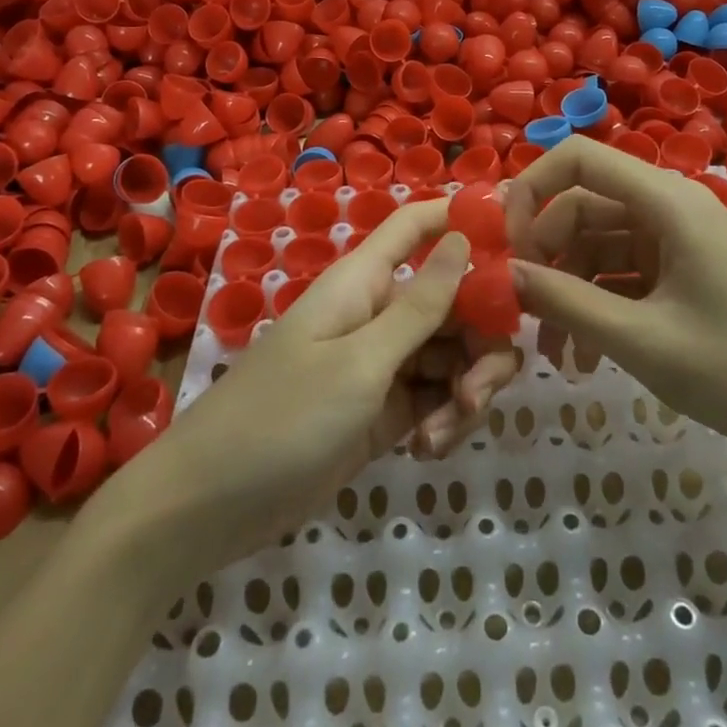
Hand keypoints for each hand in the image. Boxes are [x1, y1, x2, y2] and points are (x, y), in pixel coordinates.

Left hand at [104, 199, 519, 575]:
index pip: (418, 226)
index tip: (518, 244)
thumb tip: (461, 238)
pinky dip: (443, 420)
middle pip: (454, 300)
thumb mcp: (360, 363)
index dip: (463, 220)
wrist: (208, 506)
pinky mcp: (383, 410)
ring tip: (444, 433)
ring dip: (464, 391)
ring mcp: (382, 363)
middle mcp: (379, 312)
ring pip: (451, 354)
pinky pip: (434, 398)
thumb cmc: (282, 418)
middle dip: (481, 340)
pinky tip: (426, 452)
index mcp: (366, 281)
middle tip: (481, 391)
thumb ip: (419, 306)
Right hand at [505, 136, 726, 470]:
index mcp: (665, 202)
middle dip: (546, 255)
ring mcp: (676, 239)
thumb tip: (503, 274)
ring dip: (568, 289)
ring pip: (597, 244)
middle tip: (522, 310)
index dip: (532, 188)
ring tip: (554, 353)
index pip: (579, 158)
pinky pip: (621, 272)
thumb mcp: (641, 341)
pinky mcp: (682, 270)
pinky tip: (585, 356)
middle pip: (581, 206)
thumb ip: (565, 303)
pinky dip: (597, 304)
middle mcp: (668, 207)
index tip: (505, 243)